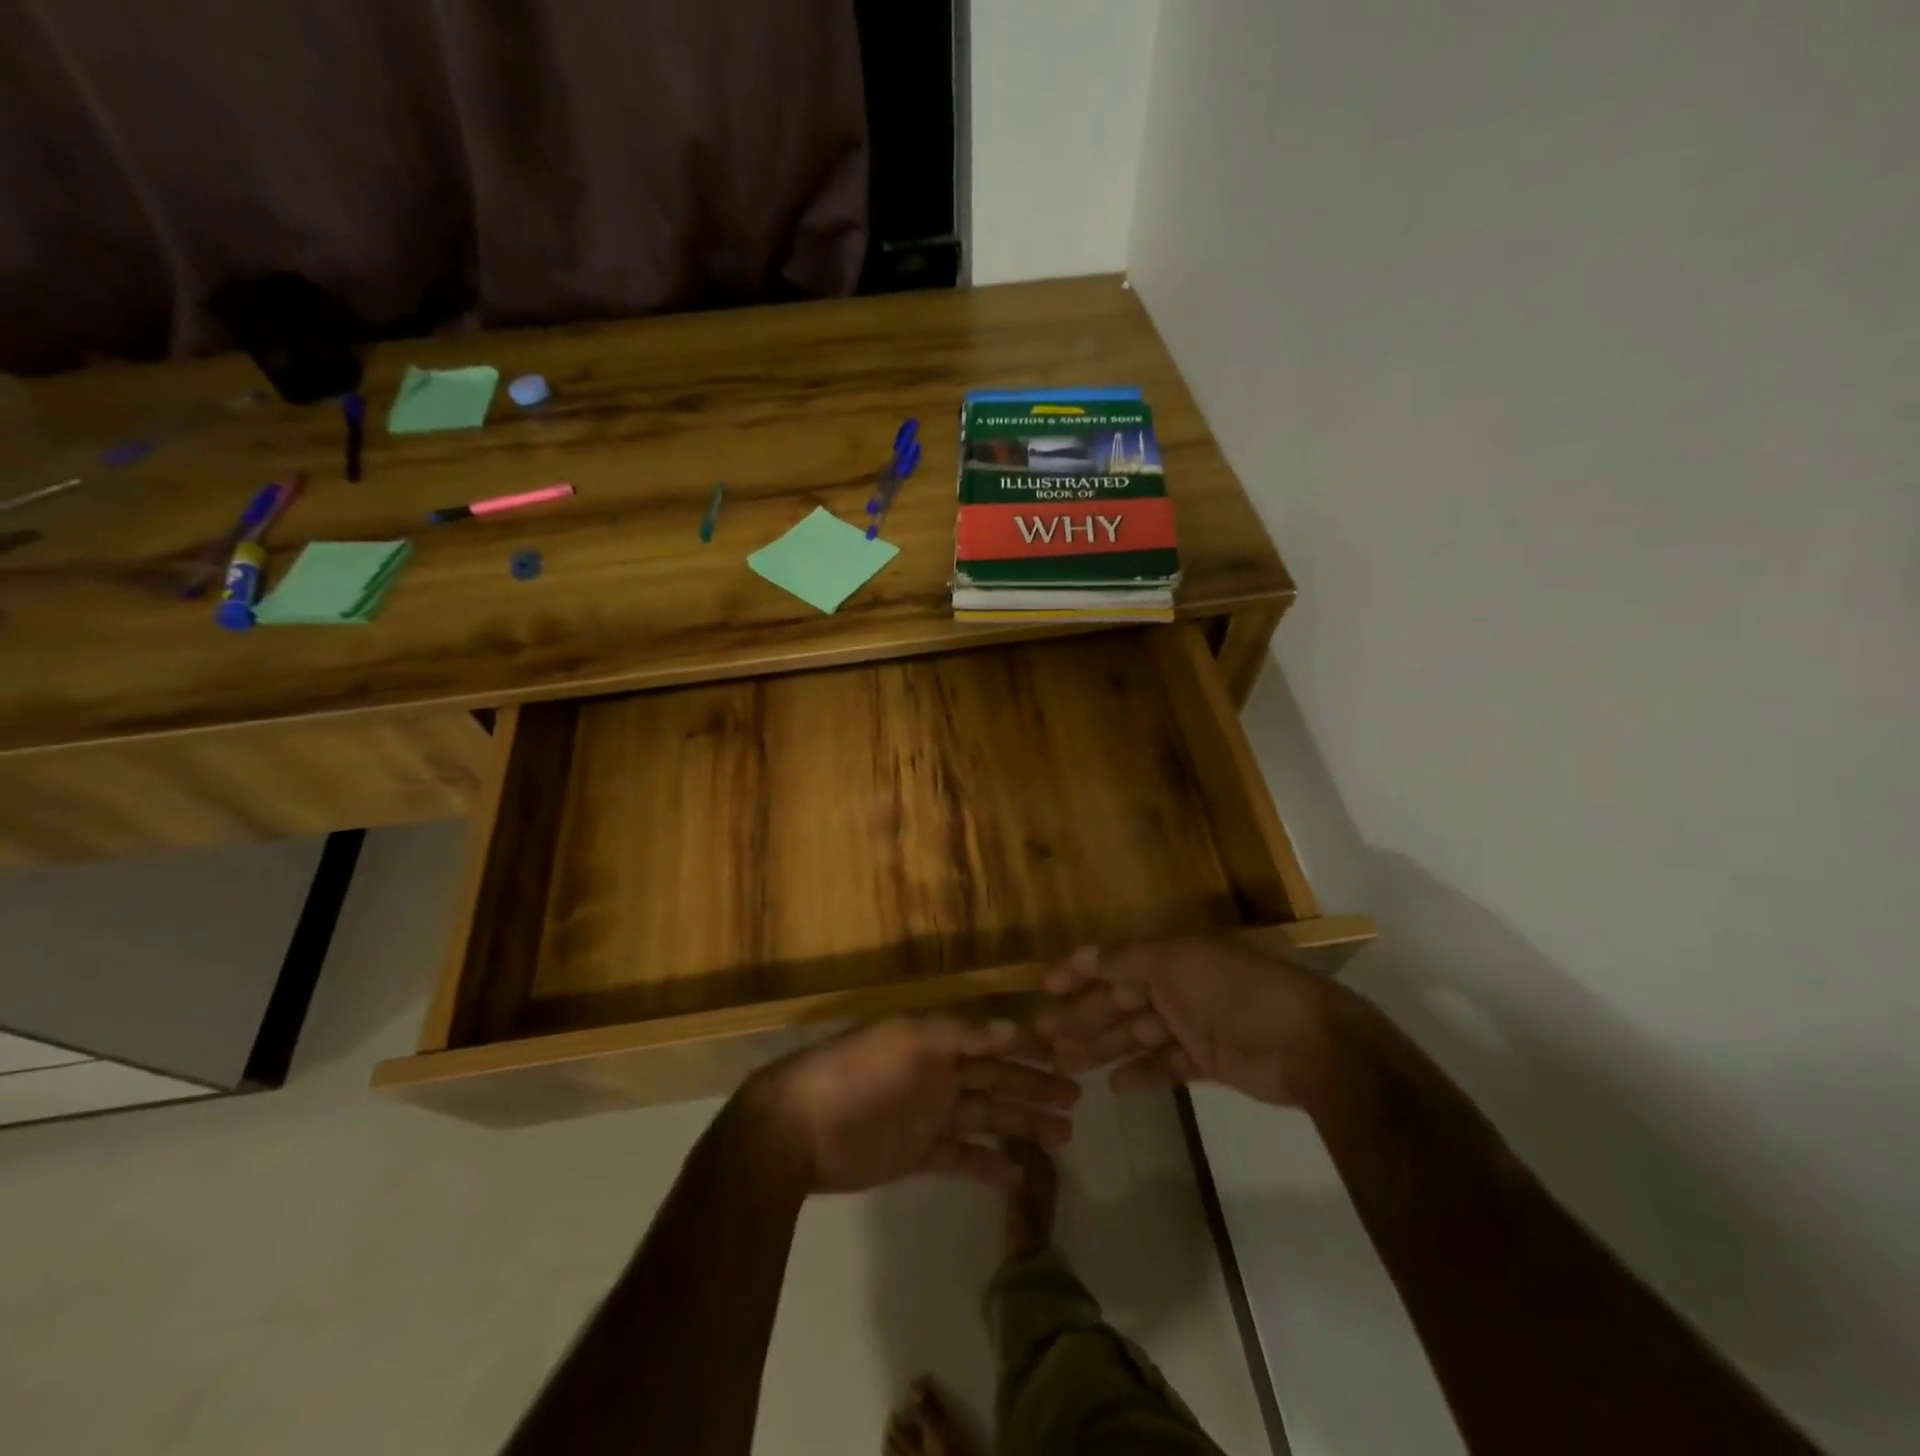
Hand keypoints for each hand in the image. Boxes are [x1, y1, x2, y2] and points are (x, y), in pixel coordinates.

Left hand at [745, 1017, 1079, 1192]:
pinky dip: (990, 1165)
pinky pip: (963, 1157)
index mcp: (937, 1042)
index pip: (993, 1042)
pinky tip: (1019, 1173)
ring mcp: (931, 1115)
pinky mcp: (919, 1154)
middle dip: (1037, 1088)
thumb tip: (1013, 1028)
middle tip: (1078, 1099)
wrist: (796, 1129)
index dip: (1029, 1048)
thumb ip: (959, 1034)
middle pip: (998, 1081)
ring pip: (989, 1118)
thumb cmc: (855, 1074)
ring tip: (1065, 1135)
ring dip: (1024, 1125)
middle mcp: (939, 1074)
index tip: (1067, 1054)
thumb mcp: (906, 1040)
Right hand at [1036, 939, 1343, 1106]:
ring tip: (1066, 1064)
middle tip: (1045, 1037)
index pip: (1115, 963)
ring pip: (1137, 1036)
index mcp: (1172, 957)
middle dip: (1083, 1016)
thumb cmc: (1234, 990)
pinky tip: (1114, 1086)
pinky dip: (1141, 1075)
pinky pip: (1166, 1066)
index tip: (1046, 987)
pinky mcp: (1209, 1062)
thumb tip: (1084, 955)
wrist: (1306, 1042)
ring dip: (1102, 1047)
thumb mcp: (1176, 962)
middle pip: (1121, 1002)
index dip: (1081, 973)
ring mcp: (1195, 1025)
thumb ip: (1128, 960)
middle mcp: (1180, 987)